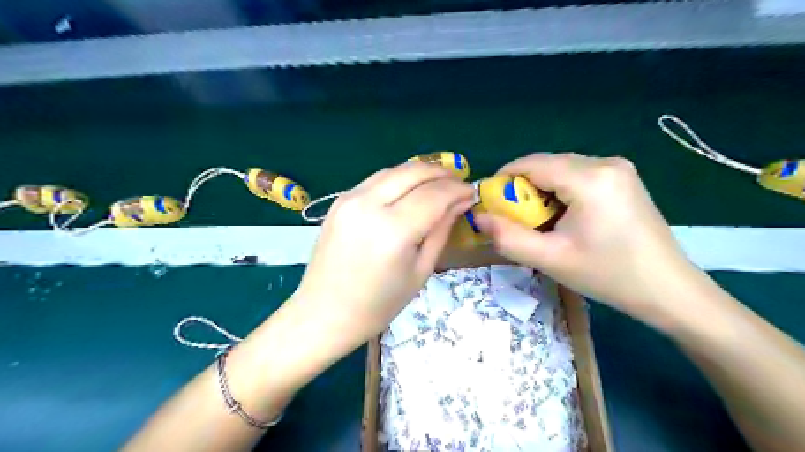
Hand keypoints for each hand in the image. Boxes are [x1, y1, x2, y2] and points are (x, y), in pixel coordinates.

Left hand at [293, 163, 472, 351]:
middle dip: (442, 173)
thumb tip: (460, 202)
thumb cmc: (378, 305)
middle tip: (458, 184)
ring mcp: (349, 199)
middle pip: (414, 172)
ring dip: (420, 172)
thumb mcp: (420, 271)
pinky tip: (410, 190)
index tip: (472, 193)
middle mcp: (369, 205)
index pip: (434, 195)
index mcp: (393, 231)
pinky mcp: (339, 200)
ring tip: (438, 184)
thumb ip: (441, 230)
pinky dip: (398, 179)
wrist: (324, 312)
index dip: (458, 190)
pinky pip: (376, 179)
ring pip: (394, 170)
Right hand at [477, 153, 698, 322]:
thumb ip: (507, 238)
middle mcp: (605, 162)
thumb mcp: (551, 259)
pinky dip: (559, 191)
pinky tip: (562, 216)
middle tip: (512, 218)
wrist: (668, 290)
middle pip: (546, 164)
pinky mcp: (622, 178)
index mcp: (590, 178)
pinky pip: (577, 175)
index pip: (531, 163)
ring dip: (541, 190)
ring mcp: (618, 168)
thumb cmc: (608, 275)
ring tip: (537, 221)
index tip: (489, 203)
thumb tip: (478, 217)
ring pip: (561, 169)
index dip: (503, 179)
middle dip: (522, 187)